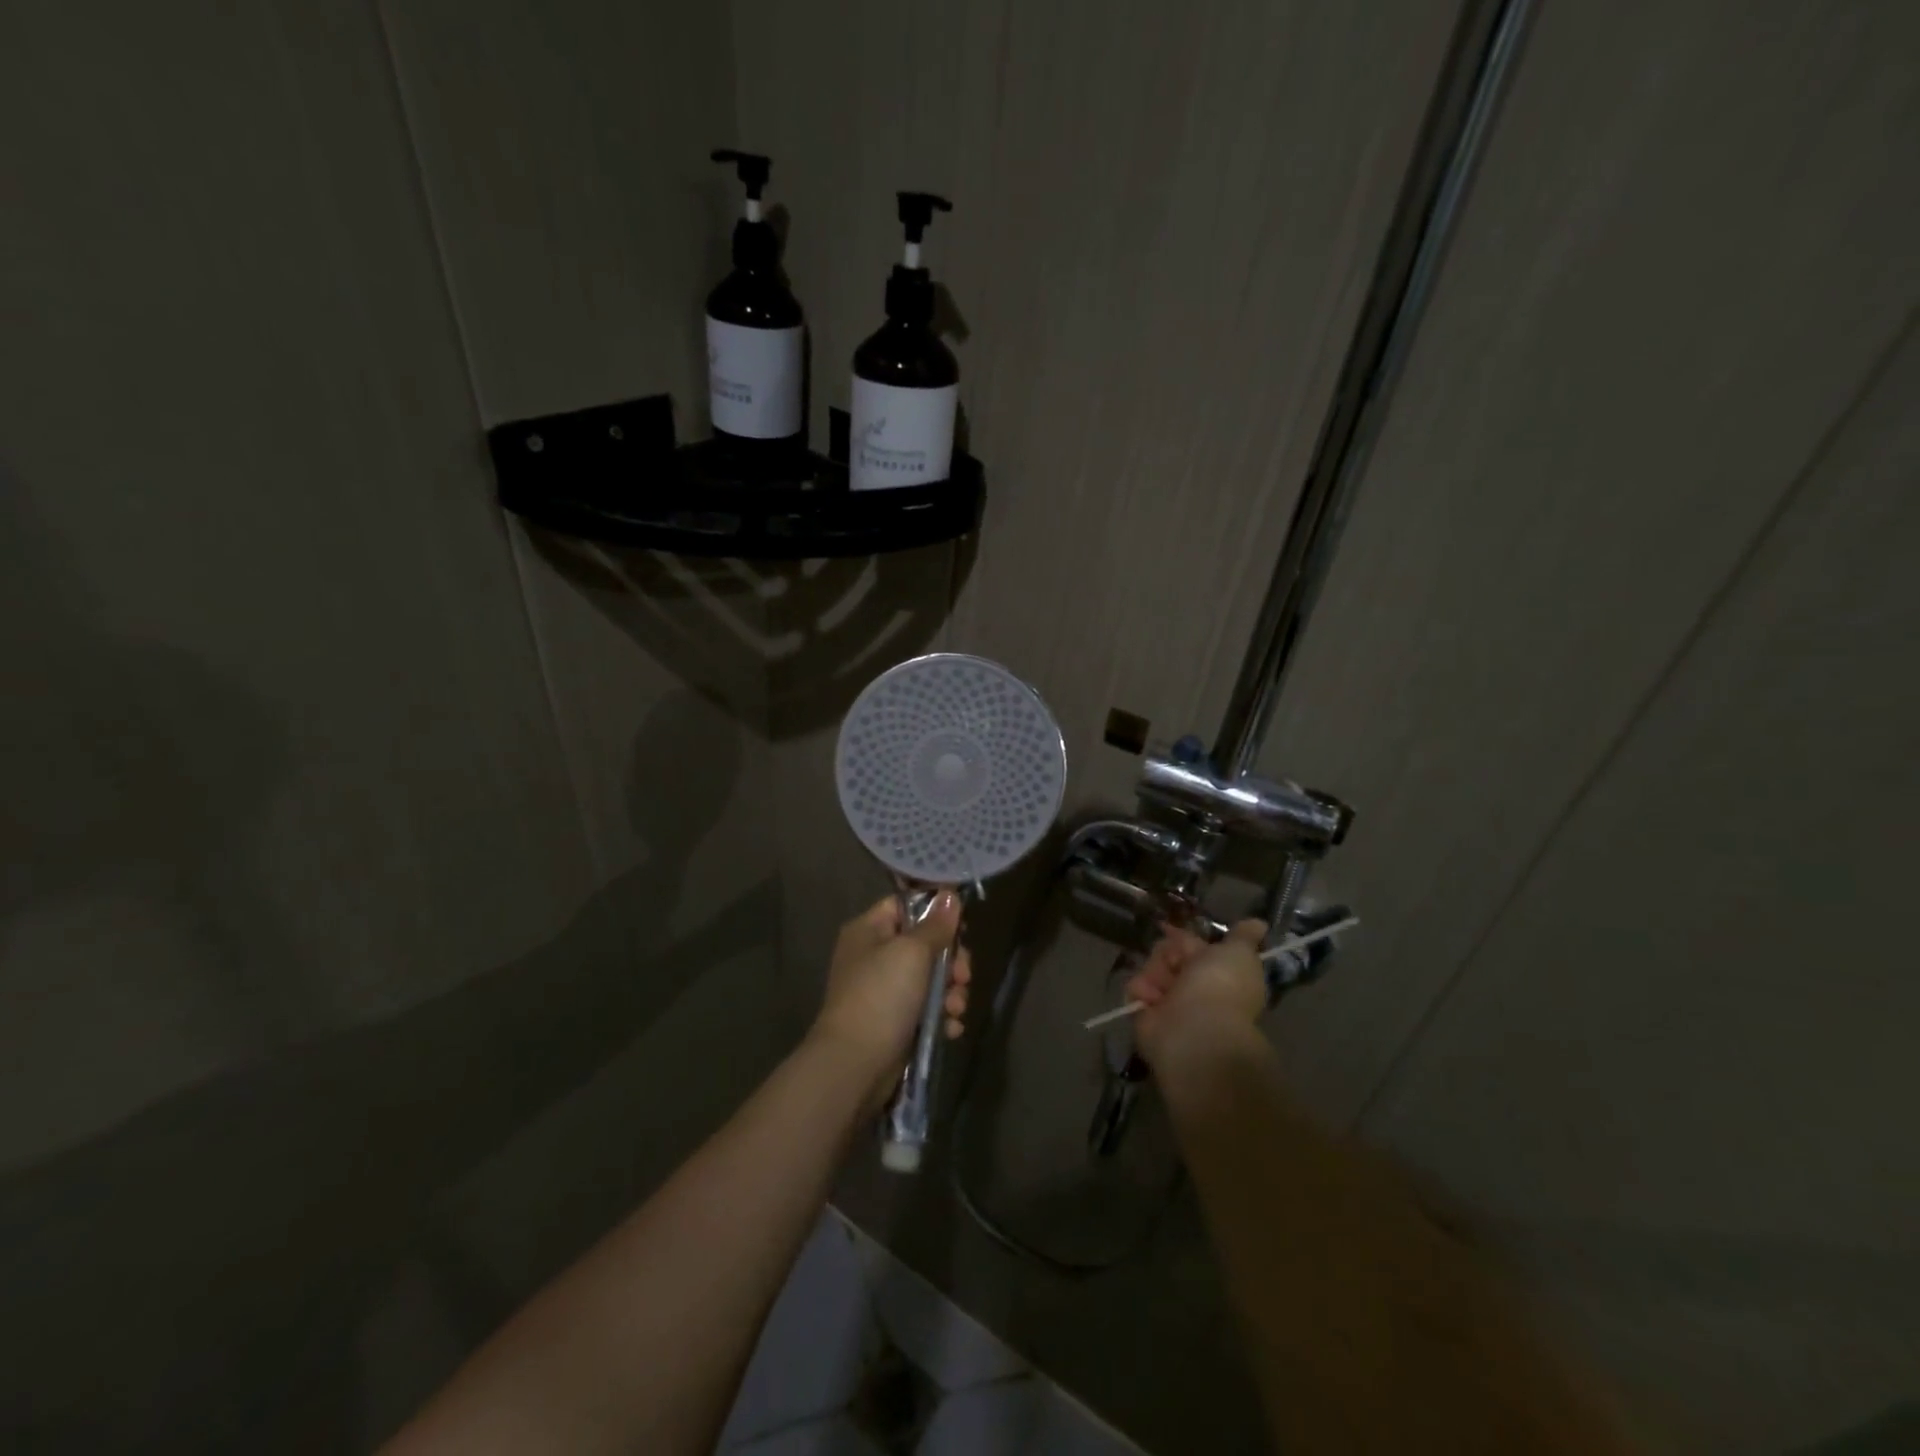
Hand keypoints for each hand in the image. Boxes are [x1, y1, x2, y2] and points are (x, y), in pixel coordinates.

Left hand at [811, 893, 972, 1101]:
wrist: (855, 1065)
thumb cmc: (881, 996)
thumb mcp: (912, 952)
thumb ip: (935, 924)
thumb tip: (950, 894)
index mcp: (869, 930)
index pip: (905, 906)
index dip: (935, 912)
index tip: (962, 926)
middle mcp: (873, 956)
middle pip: (924, 944)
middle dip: (951, 961)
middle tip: (963, 976)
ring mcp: (883, 991)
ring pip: (929, 979)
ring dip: (950, 992)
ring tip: (955, 1008)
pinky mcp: (894, 1022)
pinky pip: (925, 1009)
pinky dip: (940, 1016)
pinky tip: (949, 1028)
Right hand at [1124, 918, 1268, 1070]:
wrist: (1196, 1030)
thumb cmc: (1221, 986)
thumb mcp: (1239, 953)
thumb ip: (1243, 937)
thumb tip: (1259, 923)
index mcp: (1217, 972)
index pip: (1191, 945)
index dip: (1182, 938)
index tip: (1169, 930)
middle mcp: (1193, 987)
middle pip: (1168, 954)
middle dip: (1168, 954)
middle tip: (1176, 966)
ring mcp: (1169, 1001)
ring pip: (1150, 968)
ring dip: (1154, 973)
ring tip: (1163, 989)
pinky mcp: (1146, 1013)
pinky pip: (1136, 989)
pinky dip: (1142, 991)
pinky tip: (1151, 999)